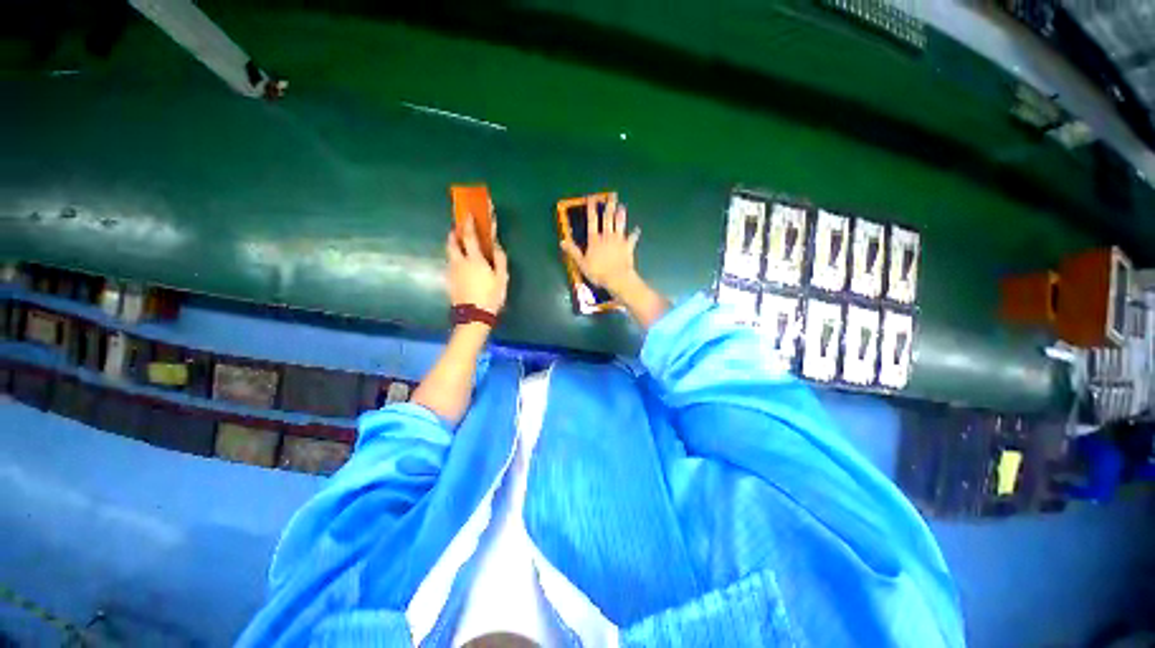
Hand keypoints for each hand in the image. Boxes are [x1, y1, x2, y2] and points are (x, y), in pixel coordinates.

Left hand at [447, 217, 507, 314]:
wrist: (474, 316)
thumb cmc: (491, 296)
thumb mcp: (502, 278)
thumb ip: (499, 260)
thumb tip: (497, 246)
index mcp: (474, 259)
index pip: (469, 236)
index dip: (468, 223)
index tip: (467, 213)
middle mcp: (460, 262)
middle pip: (452, 242)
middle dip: (455, 233)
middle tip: (459, 230)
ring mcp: (452, 271)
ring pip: (450, 253)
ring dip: (454, 246)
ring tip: (460, 246)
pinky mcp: (449, 280)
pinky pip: (450, 263)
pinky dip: (454, 258)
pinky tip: (461, 265)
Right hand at [560, 193, 640, 296]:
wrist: (617, 278)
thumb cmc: (598, 272)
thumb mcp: (582, 263)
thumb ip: (573, 251)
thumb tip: (562, 241)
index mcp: (595, 239)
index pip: (592, 221)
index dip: (591, 209)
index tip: (592, 198)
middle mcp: (607, 236)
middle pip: (608, 219)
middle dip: (609, 206)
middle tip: (611, 196)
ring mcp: (619, 240)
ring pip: (620, 224)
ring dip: (621, 215)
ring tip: (622, 206)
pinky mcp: (628, 246)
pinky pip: (632, 238)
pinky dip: (634, 233)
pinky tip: (637, 229)